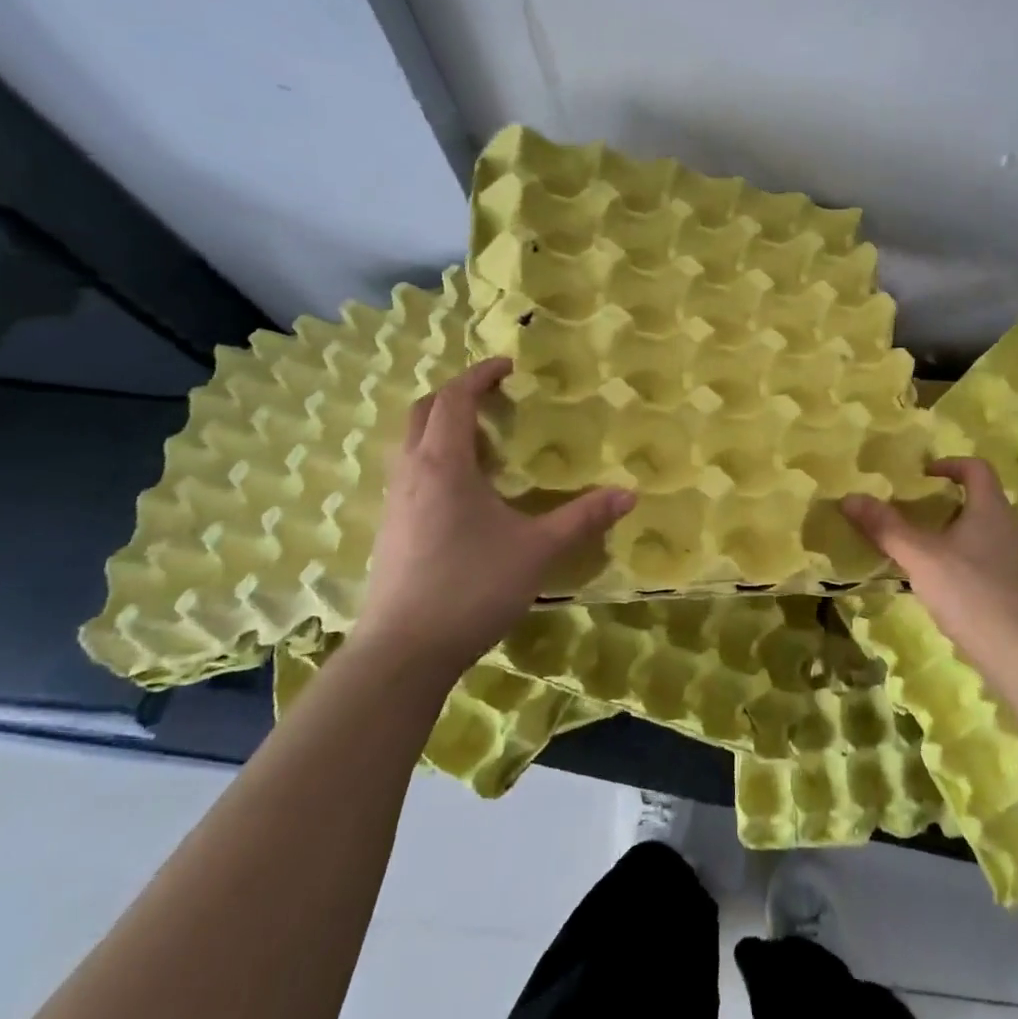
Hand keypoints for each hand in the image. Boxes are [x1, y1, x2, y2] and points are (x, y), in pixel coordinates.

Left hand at [354, 358, 633, 673]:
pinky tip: (463, 490)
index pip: (453, 399)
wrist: (403, 652)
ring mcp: (394, 502)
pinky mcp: (390, 529)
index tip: (508, 366)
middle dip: (454, 393)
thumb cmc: (471, 587)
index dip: (479, 375)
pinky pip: (409, 472)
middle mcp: (412, 473)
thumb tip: (628, 494)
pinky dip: (433, 457)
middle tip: (492, 396)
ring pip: (410, 442)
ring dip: (440, 425)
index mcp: (443, 464)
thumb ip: (582, 517)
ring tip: (481, 438)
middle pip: (422, 411)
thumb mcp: (537, 550)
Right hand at [842, 458, 1017, 688]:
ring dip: (946, 531)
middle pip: (976, 498)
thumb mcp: (921, 557)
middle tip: (907, 510)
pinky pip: (981, 557)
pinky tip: (935, 581)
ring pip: (977, 530)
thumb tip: (849, 498)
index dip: (948, 464)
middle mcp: (1007, 526)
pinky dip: (956, 558)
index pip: (975, 467)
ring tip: (914, 545)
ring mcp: (1013, 558)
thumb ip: (885, 527)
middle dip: (940, 500)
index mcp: (991, 508)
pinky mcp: (1012, 586)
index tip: (920, 476)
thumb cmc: (972, 593)